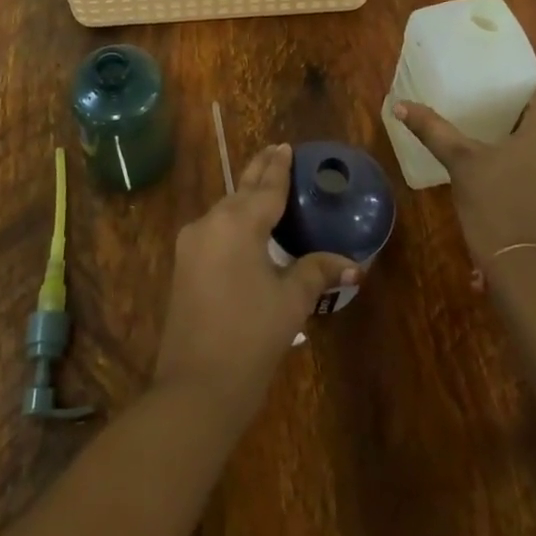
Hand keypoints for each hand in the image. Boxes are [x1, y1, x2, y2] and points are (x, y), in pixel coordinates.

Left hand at [153, 144, 355, 423]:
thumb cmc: (250, 338)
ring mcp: (191, 244)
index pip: (266, 187)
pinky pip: (214, 230)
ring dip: (245, 197)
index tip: (286, 146)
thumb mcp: (290, 302)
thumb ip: (317, 272)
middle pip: (242, 190)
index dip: (279, 166)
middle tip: (276, 151)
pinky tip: (245, 227)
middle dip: (259, 172)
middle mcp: (210, 223)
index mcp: (237, 223)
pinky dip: (233, 220)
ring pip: (225, 210)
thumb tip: (352, 264)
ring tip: (265, 186)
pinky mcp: (183, 266)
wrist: (195, 389)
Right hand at [395, 75, 535, 267]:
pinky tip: (495, 150)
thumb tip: (400, 105)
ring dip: (522, 122)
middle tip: (487, 86)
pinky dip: (523, 145)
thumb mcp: (460, 161)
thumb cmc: (496, 202)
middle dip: (521, 96)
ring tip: (487, 114)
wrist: (520, 263)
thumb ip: (434, 130)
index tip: (507, 66)